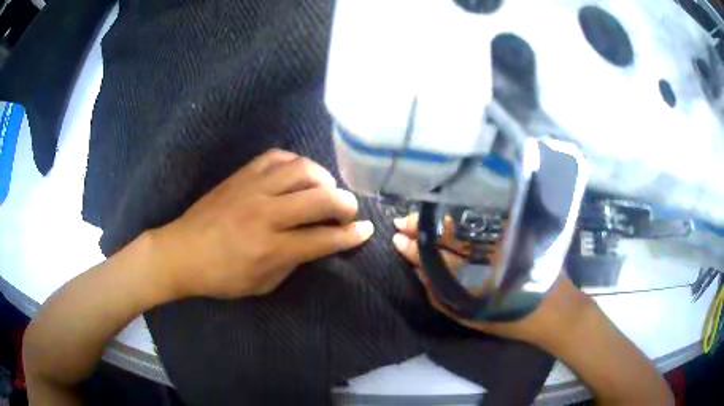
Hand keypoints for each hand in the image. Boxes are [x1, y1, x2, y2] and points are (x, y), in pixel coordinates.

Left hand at [150, 149, 373, 299]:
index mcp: (271, 248)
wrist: (181, 252)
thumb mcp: (262, 284)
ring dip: (324, 178)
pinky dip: (295, 163)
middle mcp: (266, 214)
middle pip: (319, 198)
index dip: (351, 235)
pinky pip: (277, 157)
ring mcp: (252, 189)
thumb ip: (293, 262)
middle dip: (345, 203)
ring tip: (326, 189)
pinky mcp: (241, 175)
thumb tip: (317, 242)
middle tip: (349, 210)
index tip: (367, 230)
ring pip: (302, 169)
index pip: (323, 239)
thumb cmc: (221, 277)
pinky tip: (298, 174)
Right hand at [392, 213, 592, 349]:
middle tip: (402, 224)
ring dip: (440, 220)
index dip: (416, 245)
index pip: (440, 251)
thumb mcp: (474, 316)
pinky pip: (486, 223)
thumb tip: (418, 273)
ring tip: (419, 219)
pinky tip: (449, 218)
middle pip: (451, 231)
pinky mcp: (519, 233)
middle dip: (424, 226)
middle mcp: (494, 248)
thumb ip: (443, 297)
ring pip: (466, 223)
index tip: (397, 237)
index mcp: (482, 271)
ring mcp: (507, 238)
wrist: (557, 313)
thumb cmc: (516, 319)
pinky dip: (463, 220)